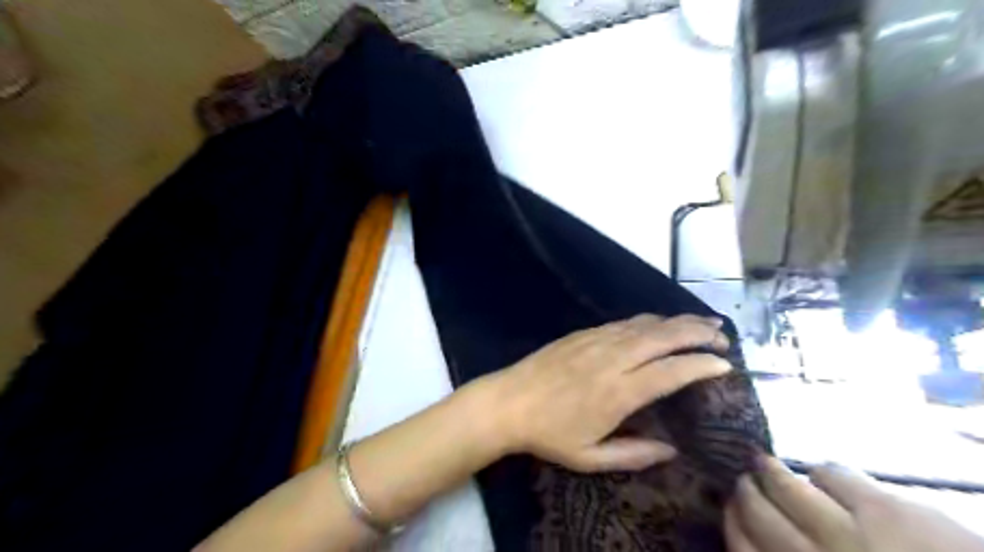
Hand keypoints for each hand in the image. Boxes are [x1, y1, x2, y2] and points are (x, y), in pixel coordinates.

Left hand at [484, 314, 728, 471]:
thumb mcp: (591, 458)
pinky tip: (660, 324)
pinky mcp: (584, 332)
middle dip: (699, 332)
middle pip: (665, 336)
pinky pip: (625, 322)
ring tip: (704, 323)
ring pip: (646, 323)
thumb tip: (672, 449)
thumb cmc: (549, 434)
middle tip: (723, 337)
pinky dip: (650, 321)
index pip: (672, 371)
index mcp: (619, 391)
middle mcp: (613, 358)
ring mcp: (597, 340)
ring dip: (679, 321)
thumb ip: (635, 454)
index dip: (702, 365)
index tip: (725, 365)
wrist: (507, 402)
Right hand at [726, 454, 983, 551]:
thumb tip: (758, 542)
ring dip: (769, 472)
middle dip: (744, 492)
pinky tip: (822, 476)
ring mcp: (849, 534)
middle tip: (742, 481)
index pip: (743, 549)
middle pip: (758, 512)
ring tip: (763, 463)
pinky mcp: (884, 510)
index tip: (726, 508)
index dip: (730, 523)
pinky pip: (830, 472)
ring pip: (786, 486)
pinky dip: (819, 470)